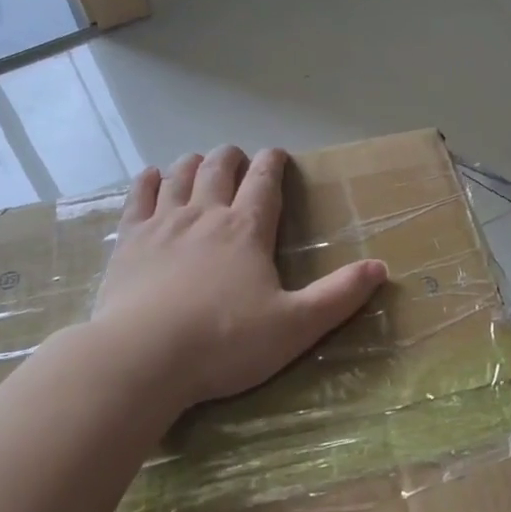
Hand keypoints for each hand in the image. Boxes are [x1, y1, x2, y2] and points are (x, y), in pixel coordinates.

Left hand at [91, 146, 387, 408]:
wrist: (143, 357)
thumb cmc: (224, 343)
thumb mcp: (295, 326)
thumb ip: (338, 296)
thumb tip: (382, 267)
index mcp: (246, 229)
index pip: (265, 181)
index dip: (273, 162)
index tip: (277, 154)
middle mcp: (204, 214)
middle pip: (219, 168)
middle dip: (233, 158)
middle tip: (239, 160)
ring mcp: (162, 224)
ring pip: (180, 175)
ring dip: (194, 164)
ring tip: (201, 164)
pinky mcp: (128, 241)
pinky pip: (138, 197)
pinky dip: (148, 181)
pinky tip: (152, 177)